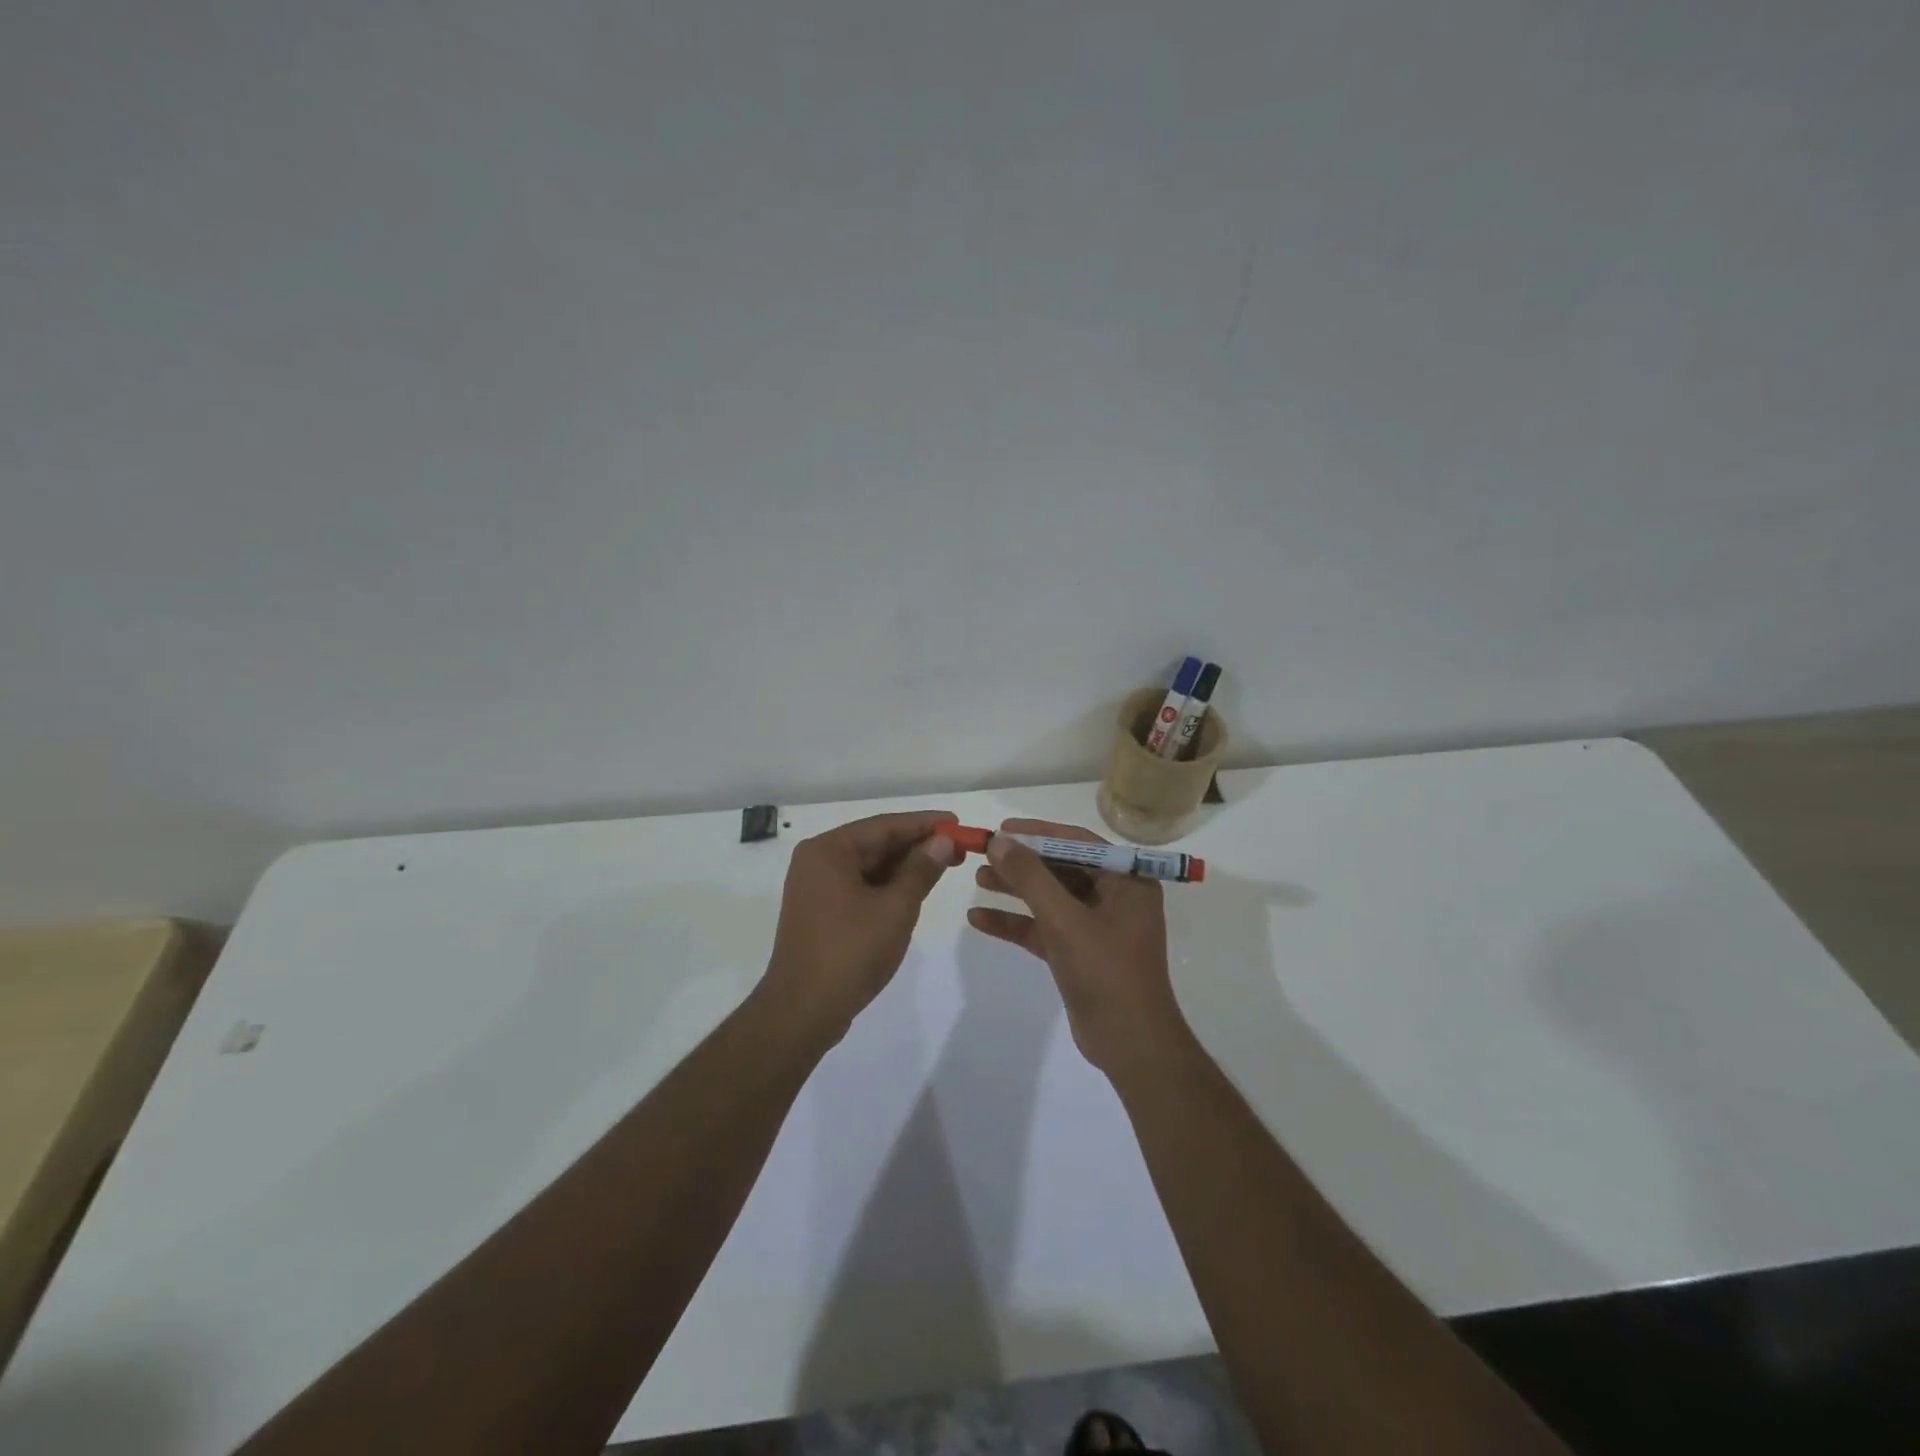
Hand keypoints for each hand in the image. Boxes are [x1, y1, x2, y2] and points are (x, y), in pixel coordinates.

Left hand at [763, 810, 960, 1046]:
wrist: (803, 1011)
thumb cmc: (850, 952)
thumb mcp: (895, 907)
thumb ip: (921, 870)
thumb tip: (942, 841)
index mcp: (828, 850)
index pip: (884, 826)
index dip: (924, 823)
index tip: (957, 822)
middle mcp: (817, 861)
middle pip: (875, 843)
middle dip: (917, 845)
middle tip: (958, 848)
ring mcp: (816, 888)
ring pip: (869, 867)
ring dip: (904, 866)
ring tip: (944, 866)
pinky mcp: (820, 912)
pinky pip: (859, 886)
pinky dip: (887, 886)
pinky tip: (914, 889)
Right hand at [966, 818, 1189, 1077]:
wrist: (1130, 1045)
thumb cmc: (1106, 972)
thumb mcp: (1065, 920)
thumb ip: (1031, 878)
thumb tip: (999, 841)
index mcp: (1127, 881)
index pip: (1078, 842)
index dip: (1039, 833)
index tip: (1003, 829)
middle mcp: (1114, 897)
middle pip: (1061, 868)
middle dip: (1022, 863)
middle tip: (984, 854)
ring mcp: (1096, 926)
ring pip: (1050, 898)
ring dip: (1015, 890)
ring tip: (977, 879)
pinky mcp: (1079, 953)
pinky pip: (1044, 928)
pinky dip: (1015, 923)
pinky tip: (979, 919)